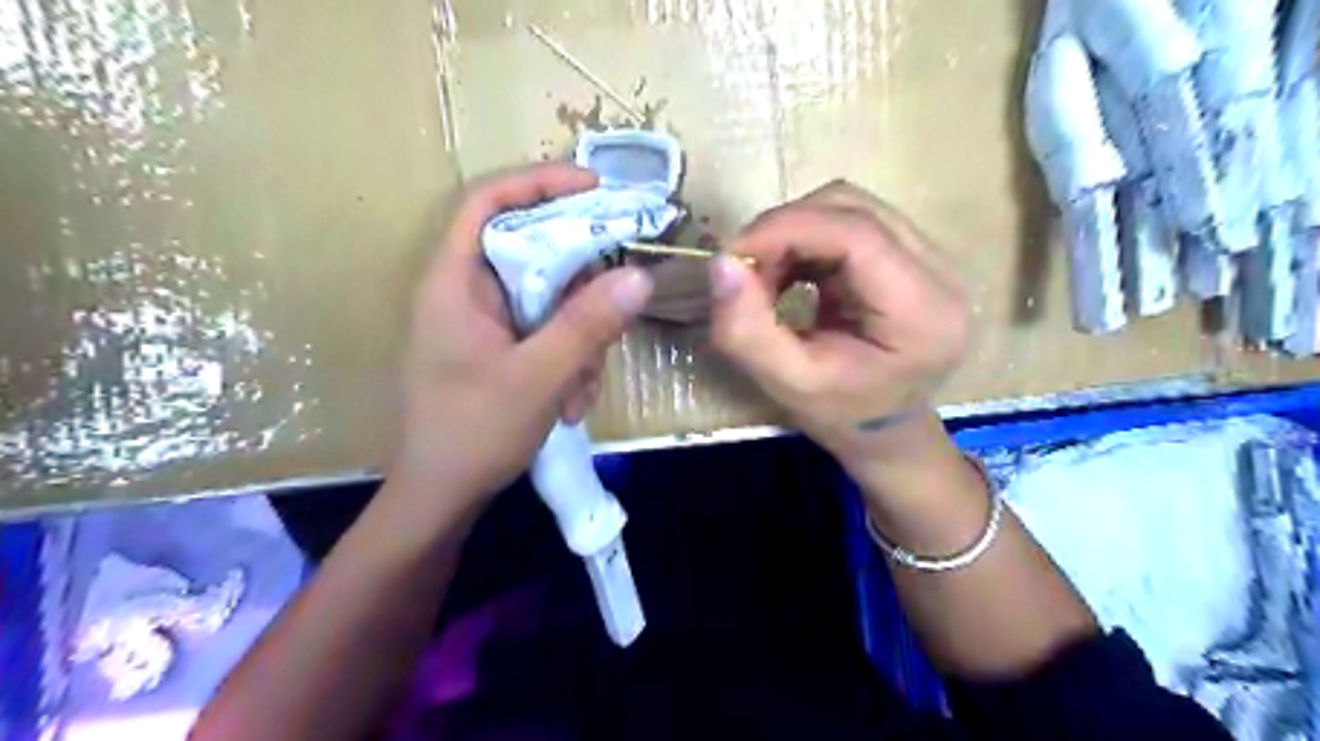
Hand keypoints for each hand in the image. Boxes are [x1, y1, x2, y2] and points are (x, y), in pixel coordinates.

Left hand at [388, 166, 658, 524]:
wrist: (443, 497)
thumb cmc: (472, 434)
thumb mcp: (538, 378)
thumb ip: (587, 325)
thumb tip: (640, 275)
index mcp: (456, 282)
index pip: (489, 203)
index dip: (539, 183)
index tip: (595, 187)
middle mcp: (470, 292)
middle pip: (536, 254)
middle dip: (581, 292)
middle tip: (612, 318)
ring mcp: (489, 323)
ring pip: (553, 300)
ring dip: (581, 342)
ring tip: (579, 391)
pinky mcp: (504, 349)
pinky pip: (550, 333)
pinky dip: (570, 363)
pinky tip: (571, 404)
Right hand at [713, 179, 967, 471]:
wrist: (884, 429)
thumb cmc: (842, 416)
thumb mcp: (788, 385)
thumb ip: (748, 329)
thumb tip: (722, 263)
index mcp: (923, 312)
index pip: (857, 234)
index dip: (788, 229)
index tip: (733, 255)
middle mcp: (940, 273)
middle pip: (854, 209)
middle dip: (786, 229)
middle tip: (747, 272)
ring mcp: (930, 259)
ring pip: (849, 208)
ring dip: (794, 233)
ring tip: (768, 279)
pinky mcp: (910, 255)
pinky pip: (849, 223)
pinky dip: (807, 241)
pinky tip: (792, 278)